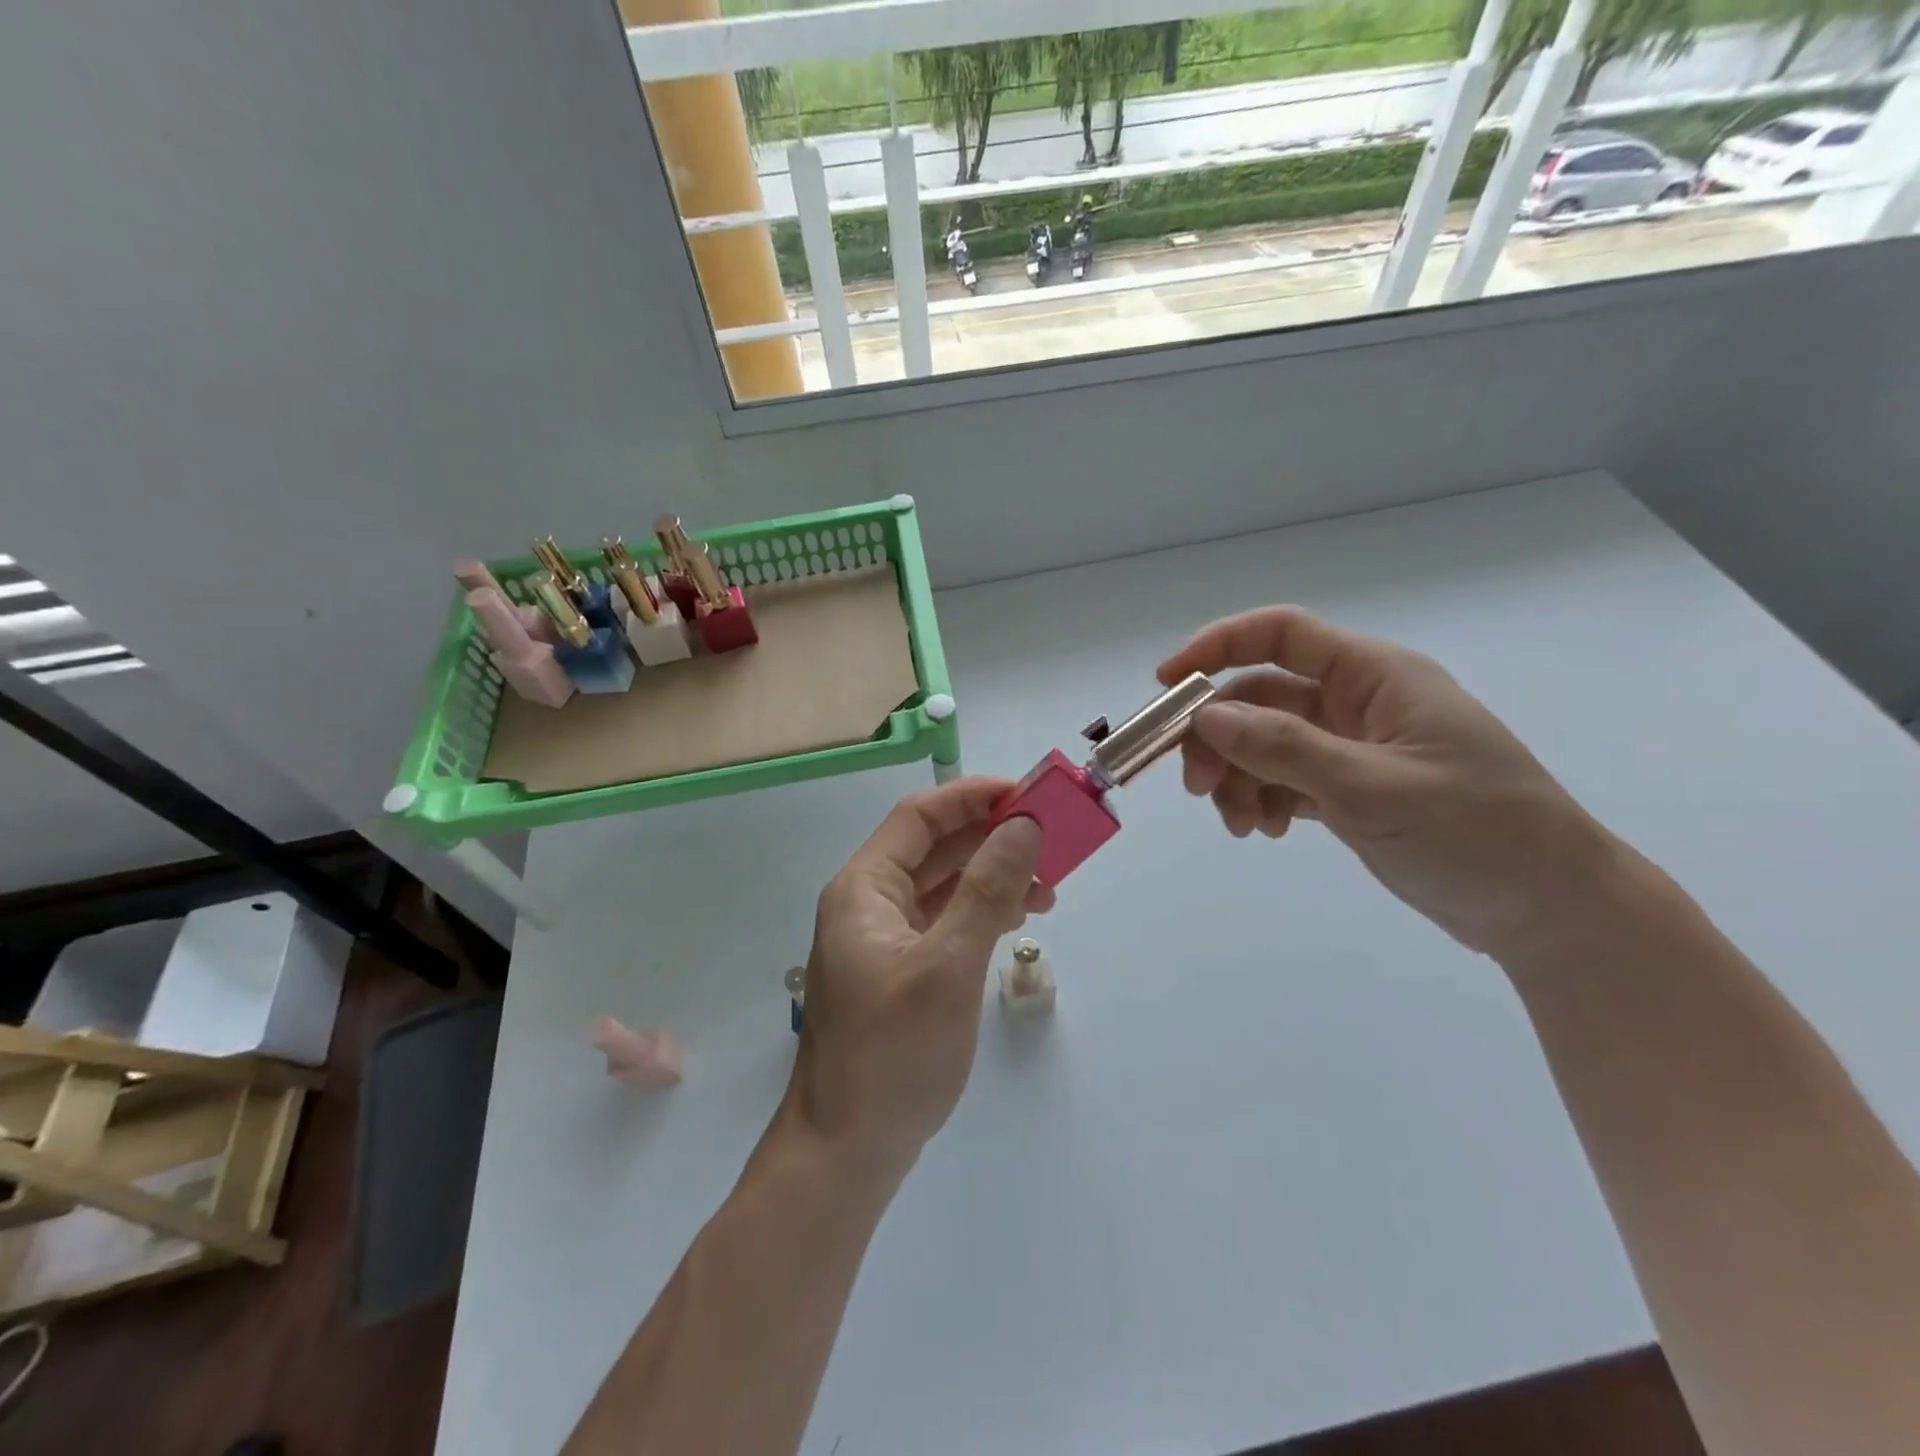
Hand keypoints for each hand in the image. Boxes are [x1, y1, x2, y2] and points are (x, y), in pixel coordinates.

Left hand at [783, 779, 1051, 1175]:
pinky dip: (979, 913)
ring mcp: (882, 940)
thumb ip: (987, 891)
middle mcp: (869, 904)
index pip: (919, 817)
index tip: (1027, 796)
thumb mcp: (949, 966)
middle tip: (1050, 841)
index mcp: (864, 889)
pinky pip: (943, 922)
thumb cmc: (893, 1052)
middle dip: (990, 838)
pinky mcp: (899, 971)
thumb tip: (1023, 827)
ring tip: (1047, 891)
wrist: (847, 1150)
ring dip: (991, 877)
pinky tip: (1014, 922)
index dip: (972, 798)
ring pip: (942, 886)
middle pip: (933, 848)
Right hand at [1158, 607, 1618, 958]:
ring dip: (1238, 777)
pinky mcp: (1351, 788)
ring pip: (1266, 743)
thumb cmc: (1476, 833)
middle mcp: (1359, 703)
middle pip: (1262, 698)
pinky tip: (1267, 831)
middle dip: (1220, 737)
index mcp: (1376, 677)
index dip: (1218, 646)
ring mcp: (1353, 747)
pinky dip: (1263, 799)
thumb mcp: (1373, 789)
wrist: (1549, 909)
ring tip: (1241, 825)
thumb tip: (1206, 716)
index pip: (1283, 634)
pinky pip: (1285, 778)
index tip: (1167, 684)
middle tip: (1196, 786)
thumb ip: (1285, 748)